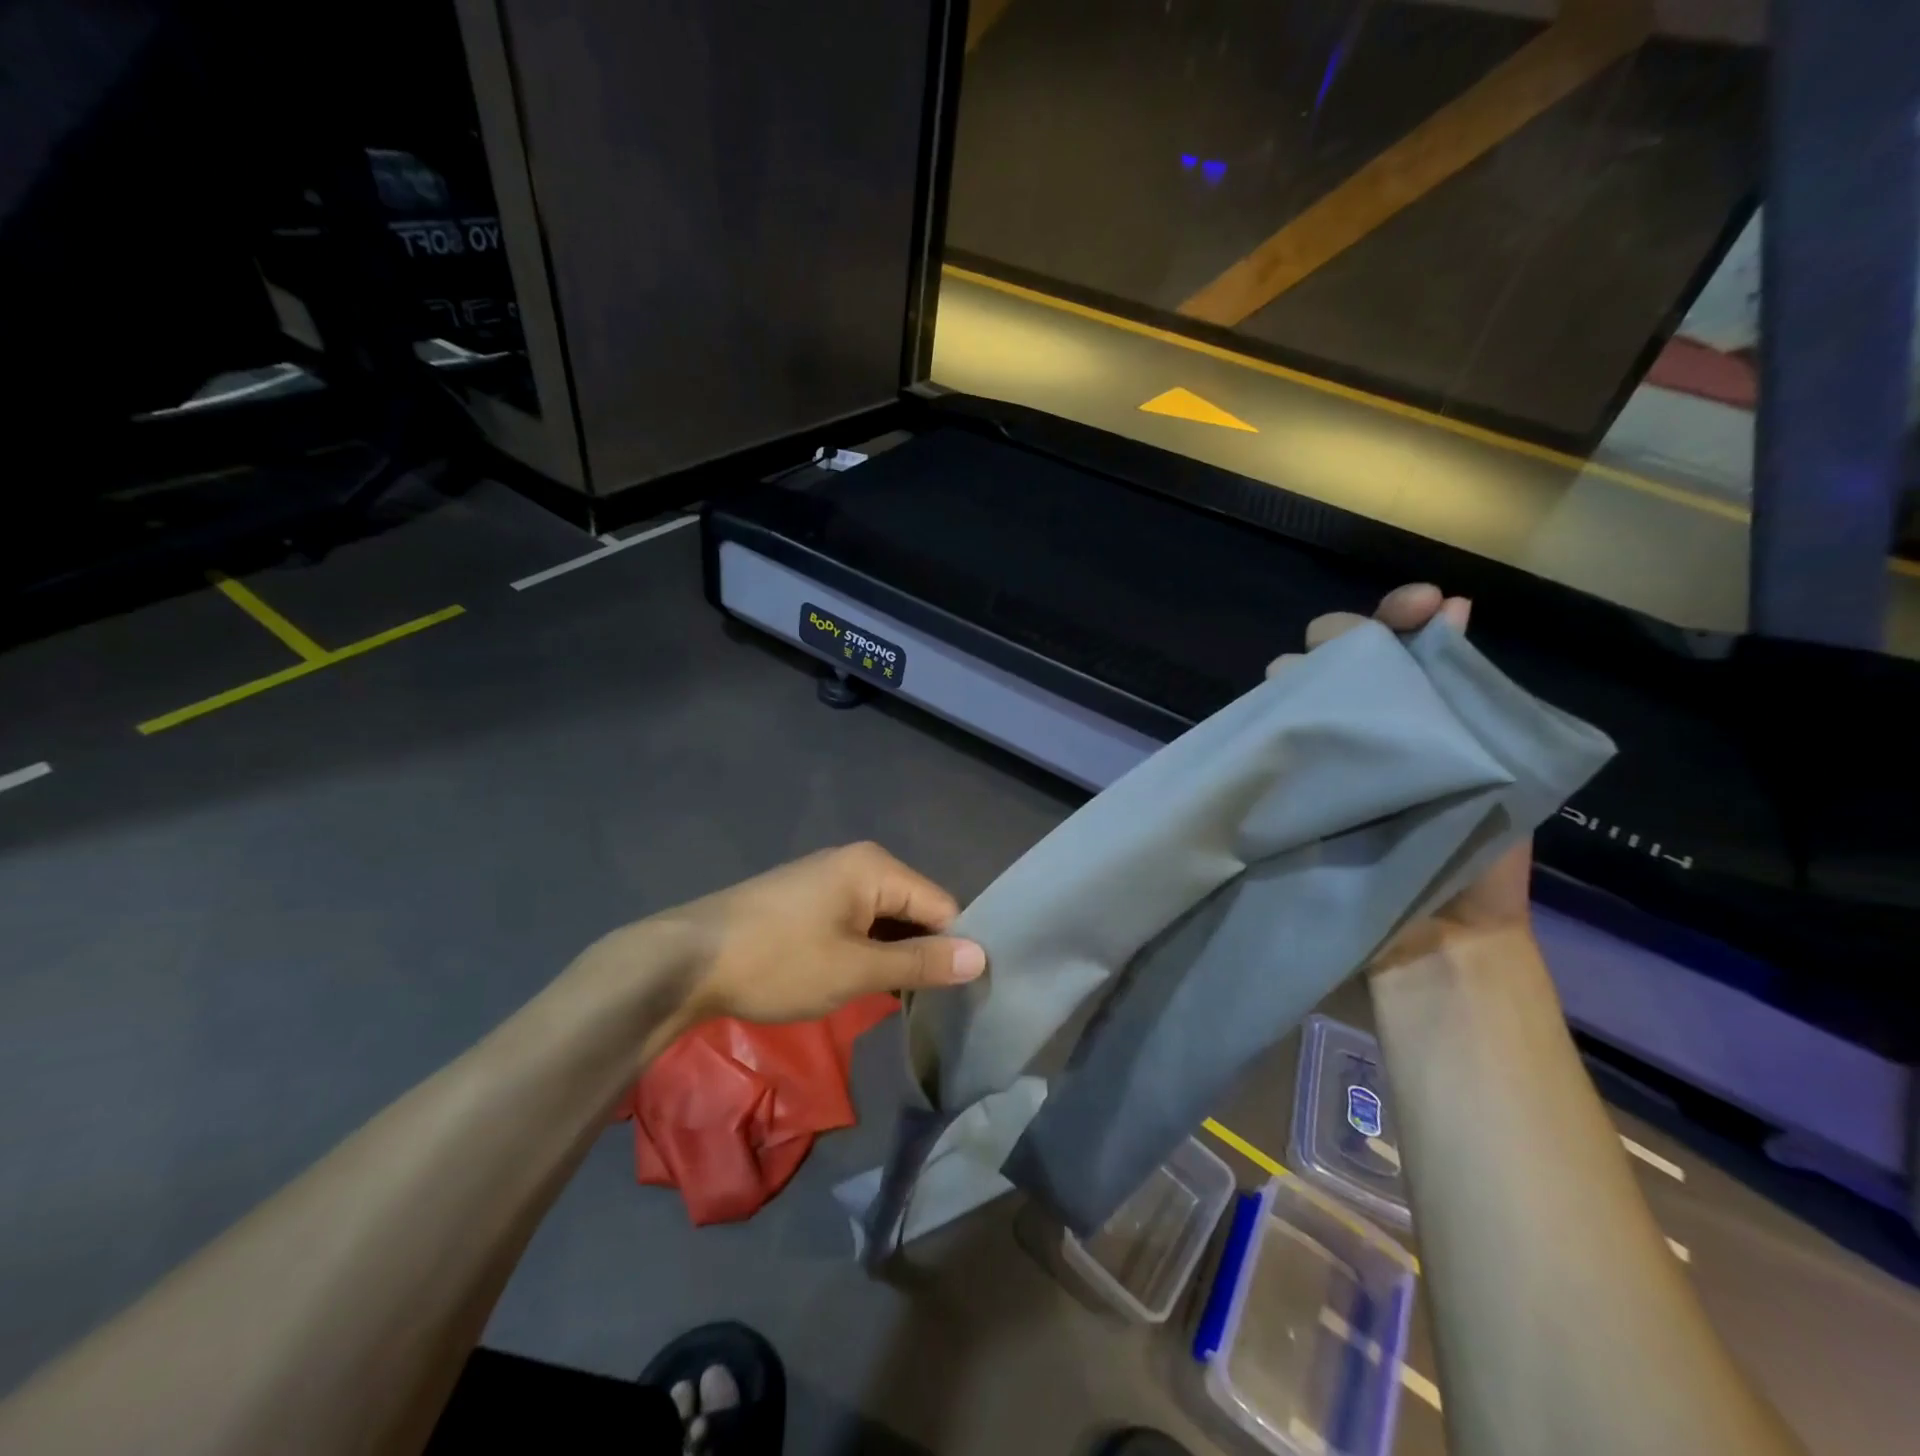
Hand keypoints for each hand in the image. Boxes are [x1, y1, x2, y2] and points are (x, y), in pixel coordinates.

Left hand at [657, 843, 985, 1024]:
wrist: (685, 960)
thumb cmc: (778, 962)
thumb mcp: (855, 970)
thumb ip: (920, 963)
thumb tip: (982, 957)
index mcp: (875, 867)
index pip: (941, 905)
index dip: (952, 949)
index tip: (955, 997)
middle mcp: (856, 861)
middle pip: (913, 908)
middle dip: (919, 953)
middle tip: (922, 1005)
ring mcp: (827, 877)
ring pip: (882, 918)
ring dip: (888, 956)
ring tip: (890, 1000)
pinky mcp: (805, 898)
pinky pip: (854, 920)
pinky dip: (862, 950)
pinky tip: (854, 981)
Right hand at [1267, 583, 1534, 960]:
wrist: (1430, 948)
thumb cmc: (1475, 863)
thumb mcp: (1496, 773)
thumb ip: (1470, 695)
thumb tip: (1455, 608)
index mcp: (1421, 716)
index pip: (1402, 643)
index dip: (1401, 613)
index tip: (1418, 605)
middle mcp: (1365, 727)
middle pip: (1333, 658)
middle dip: (1337, 641)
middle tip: (1340, 655)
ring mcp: (1318, 760)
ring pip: (1289, 692)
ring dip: (1293, 682)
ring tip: (1299, 698)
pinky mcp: (1281, 793)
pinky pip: (1262, 744)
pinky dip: (1260, 727)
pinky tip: (1264, 726)